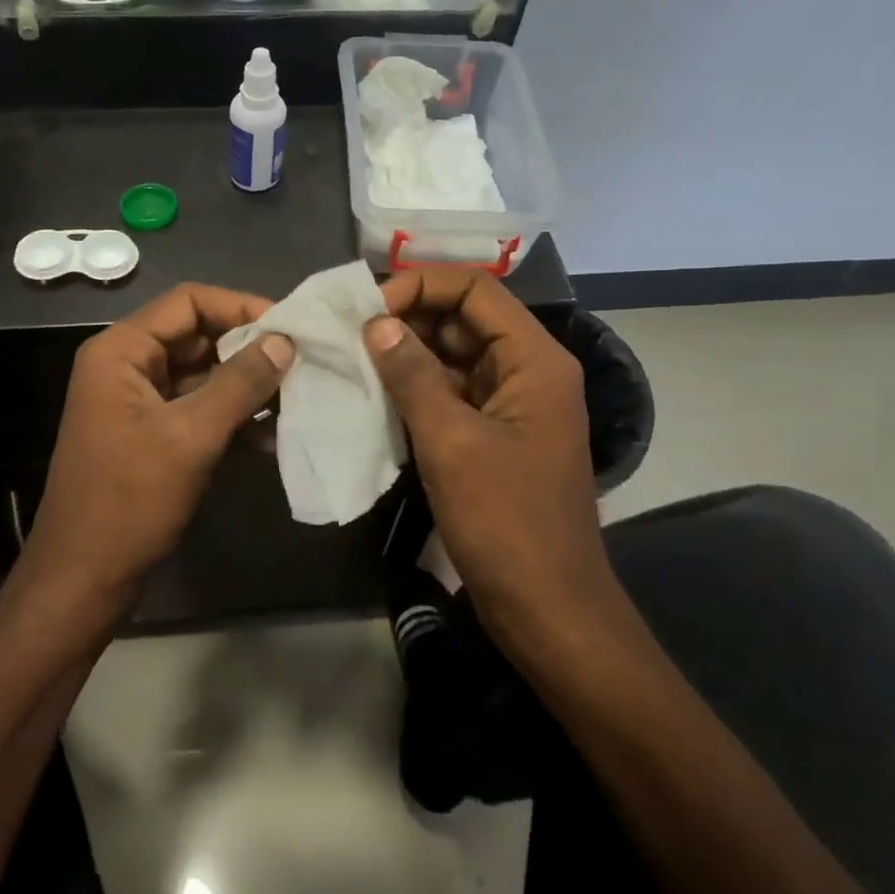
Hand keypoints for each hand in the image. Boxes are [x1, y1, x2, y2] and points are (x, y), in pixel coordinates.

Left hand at [22, 284, 293, 619]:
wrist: (84, 579)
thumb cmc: (129, 501)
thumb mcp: (190, 436)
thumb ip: (239, 383)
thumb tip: (284, 340)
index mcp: (122, 351)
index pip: (189, 302)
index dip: (241, 306)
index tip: (290, 327)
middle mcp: (127, 366)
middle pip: (198, 335)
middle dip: (250, 348)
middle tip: (303, 363)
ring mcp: (139, 402)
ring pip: (203, 375)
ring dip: (247, 386)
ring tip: (296, 399)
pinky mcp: (152, 434)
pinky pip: (198, 409)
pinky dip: (232, 417)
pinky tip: (271, 437)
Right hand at [364, 269, 620, 642]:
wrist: (546, 608)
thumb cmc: (506, 522)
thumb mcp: (451, 442)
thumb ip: (411, 375)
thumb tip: (376, 323)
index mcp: (535, 359)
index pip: (476, 289)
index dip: (420, 285)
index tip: (367, 309)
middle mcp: (527, 370)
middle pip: (464, 318)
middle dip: (407, 317)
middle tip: (348, 332)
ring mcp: (509, 404)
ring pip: (453, 356)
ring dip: (405, 354)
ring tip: (350, 357)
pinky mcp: (492, 435)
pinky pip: (450, 393)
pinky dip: (414, 388)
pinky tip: (372, 393)